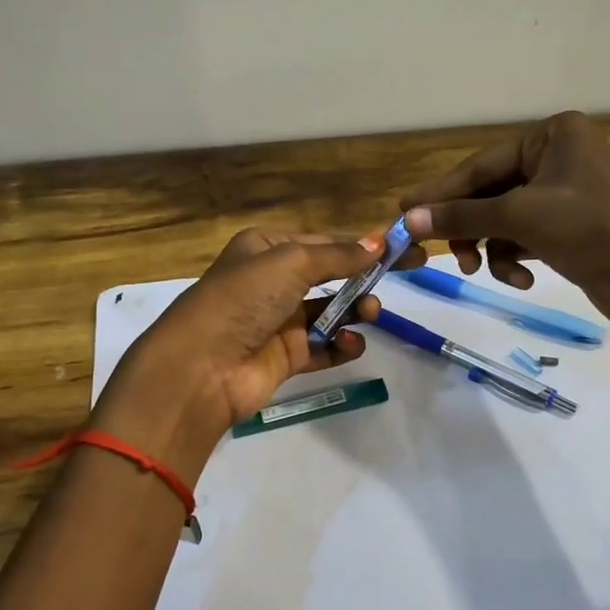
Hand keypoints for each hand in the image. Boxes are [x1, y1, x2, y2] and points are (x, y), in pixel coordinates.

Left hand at [91, 228, 408, 475]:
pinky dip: (341, 346)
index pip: (323, 242)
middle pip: (330, 275)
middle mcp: (271, 282)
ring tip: (370, 312)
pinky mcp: (285, 357)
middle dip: (364, 276)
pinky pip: (323, 347)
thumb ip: (338, 255)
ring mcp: (278, 321)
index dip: (363, 244)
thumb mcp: (290, 263)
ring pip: (330, 312)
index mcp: (265, 249)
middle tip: (408, 274)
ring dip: (355, 310)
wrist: (201, 367)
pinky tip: (352, 344)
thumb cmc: (242, 300)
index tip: (404, 248)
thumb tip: (379, 242)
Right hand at [399, 111, 609, 327]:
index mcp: (553, 135)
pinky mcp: (572, 227)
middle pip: (492, 192)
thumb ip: (462, 216)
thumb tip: (409, 218)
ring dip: (492, 248)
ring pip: (505, 219)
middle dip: (470, 228)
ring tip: (485, 273)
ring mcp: (567, 193)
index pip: (482, 164)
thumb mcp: (521, 218)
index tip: (404, 211)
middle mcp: (559, 157)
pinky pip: (526, 236)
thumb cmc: (592, 230)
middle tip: (445, 255)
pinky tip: (523, 279)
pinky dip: (516, 257)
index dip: (441, 192)